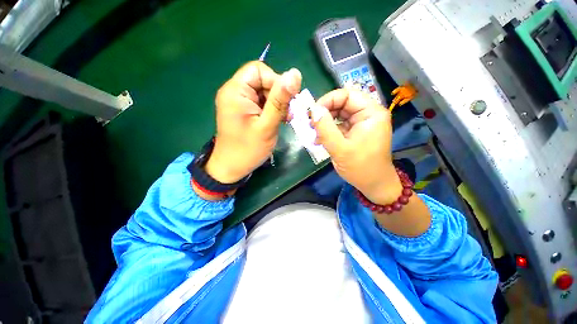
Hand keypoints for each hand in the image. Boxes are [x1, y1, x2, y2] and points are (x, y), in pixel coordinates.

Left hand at [205, 61, 301, 183]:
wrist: (232, 168)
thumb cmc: (248, 149)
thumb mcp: (267, 125)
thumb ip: (280, 100)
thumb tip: (295, 73)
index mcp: (235, 91)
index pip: (259, 70)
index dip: (276, 82)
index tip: (286, 102)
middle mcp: (234, 92)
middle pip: (262, 81)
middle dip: (278, 96)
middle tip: (286, 115)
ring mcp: (238, 102)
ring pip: (264, 92)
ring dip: (277, 104)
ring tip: (282, 120)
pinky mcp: (243, 111)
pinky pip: (261, 102)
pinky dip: (271, 110)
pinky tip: (276, 121)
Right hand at [311, 89, 401, 204]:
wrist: (373, 185)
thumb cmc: (360, 167)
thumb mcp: (340, 149)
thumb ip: (326, 128)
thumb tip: (313, 110)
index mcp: (371, 113)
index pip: (347, 94)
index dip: (328, 100)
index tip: (313, 114)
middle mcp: (367, 114)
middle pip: (342, 103)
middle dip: (324, 113)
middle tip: (311, 125)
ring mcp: (361, 123)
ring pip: (338, 114)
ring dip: (325, 124)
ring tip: (315, 135)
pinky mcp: (355, 132)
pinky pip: (339, 125)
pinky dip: (328, 131)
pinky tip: (320, 140)